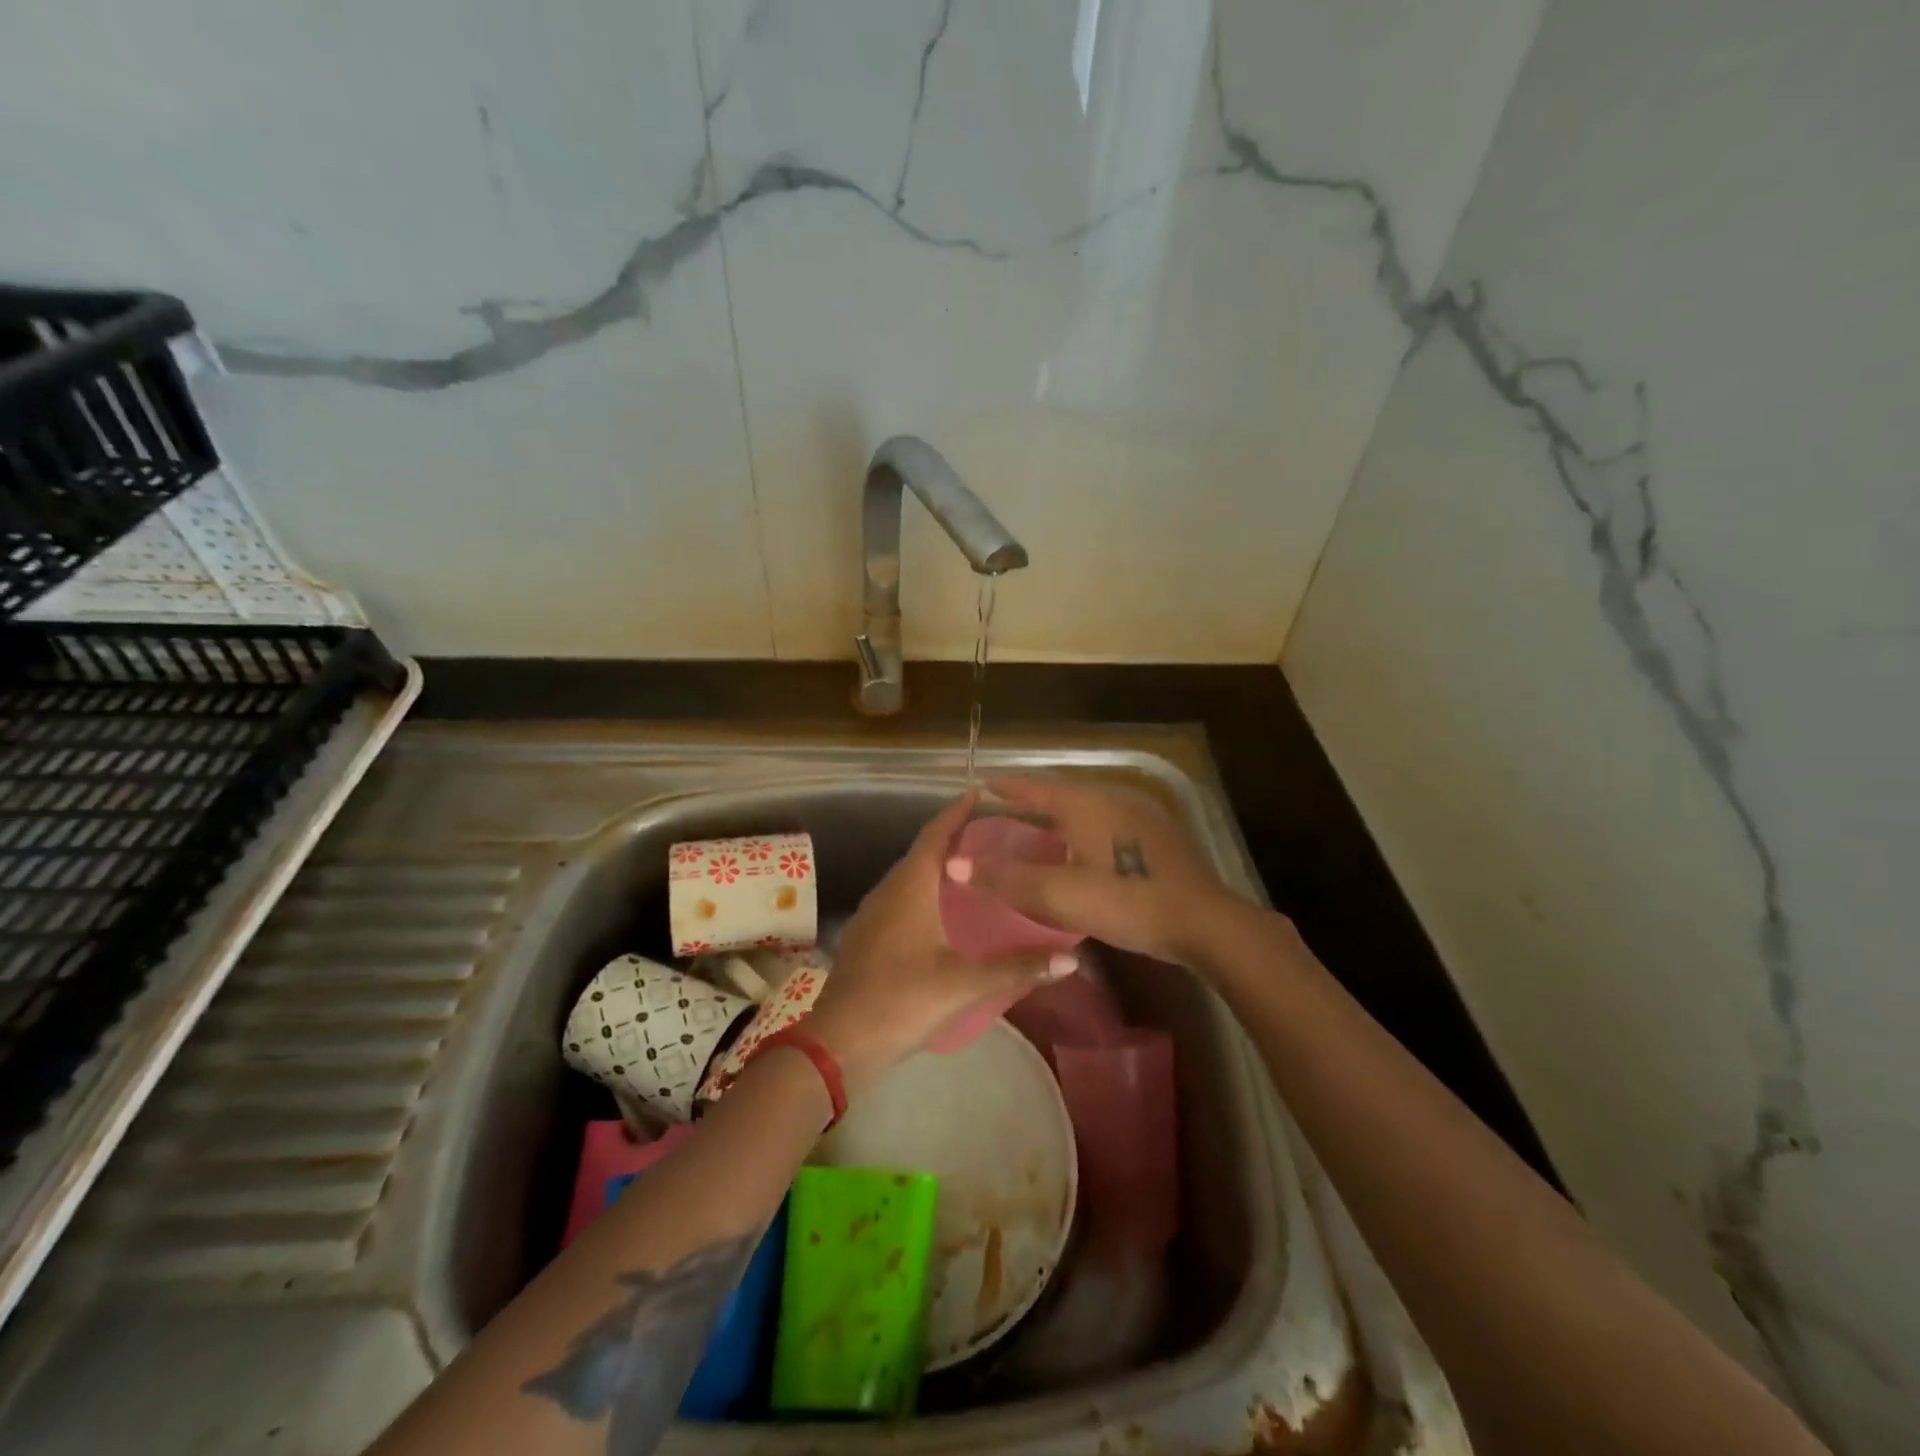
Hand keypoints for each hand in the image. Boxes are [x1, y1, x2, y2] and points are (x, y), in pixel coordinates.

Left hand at [805, 792, 1076, 1091]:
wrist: (840, 1044)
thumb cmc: (902, 1000)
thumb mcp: (965, 983)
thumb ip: (1018, 968)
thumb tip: (1071, 960)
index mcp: (909, 887)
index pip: (935, 835)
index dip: (957, 812)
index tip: (980, 794)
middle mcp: (888, 891)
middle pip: (923, 852)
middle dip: (954, 838)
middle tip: (993, 835)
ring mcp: (874, 914)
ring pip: (910, 878)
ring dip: (939, 867)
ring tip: (975, 870)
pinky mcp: (869, 937)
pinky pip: (902, 899)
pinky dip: (926, 893)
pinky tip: (946, 914)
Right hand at [945, 776, 1237, 968]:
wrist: (1205, 922)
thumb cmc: (1128, 901)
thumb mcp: (1060, 894)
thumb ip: (1007, 879)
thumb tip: (955, 864)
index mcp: (1088, 805)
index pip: (1038, 787)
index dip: (1009, 787)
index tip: (985, 784)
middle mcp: (1114, 801)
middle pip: (1064, 796)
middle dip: (1034, 803)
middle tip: (1006, 815)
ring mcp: (1141, 819)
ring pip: (1089, 812)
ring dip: (1061, 820)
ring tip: (1040, 836)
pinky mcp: (1159, 841)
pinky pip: (1109, 827)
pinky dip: (1085, 835)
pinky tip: (1084, 857)